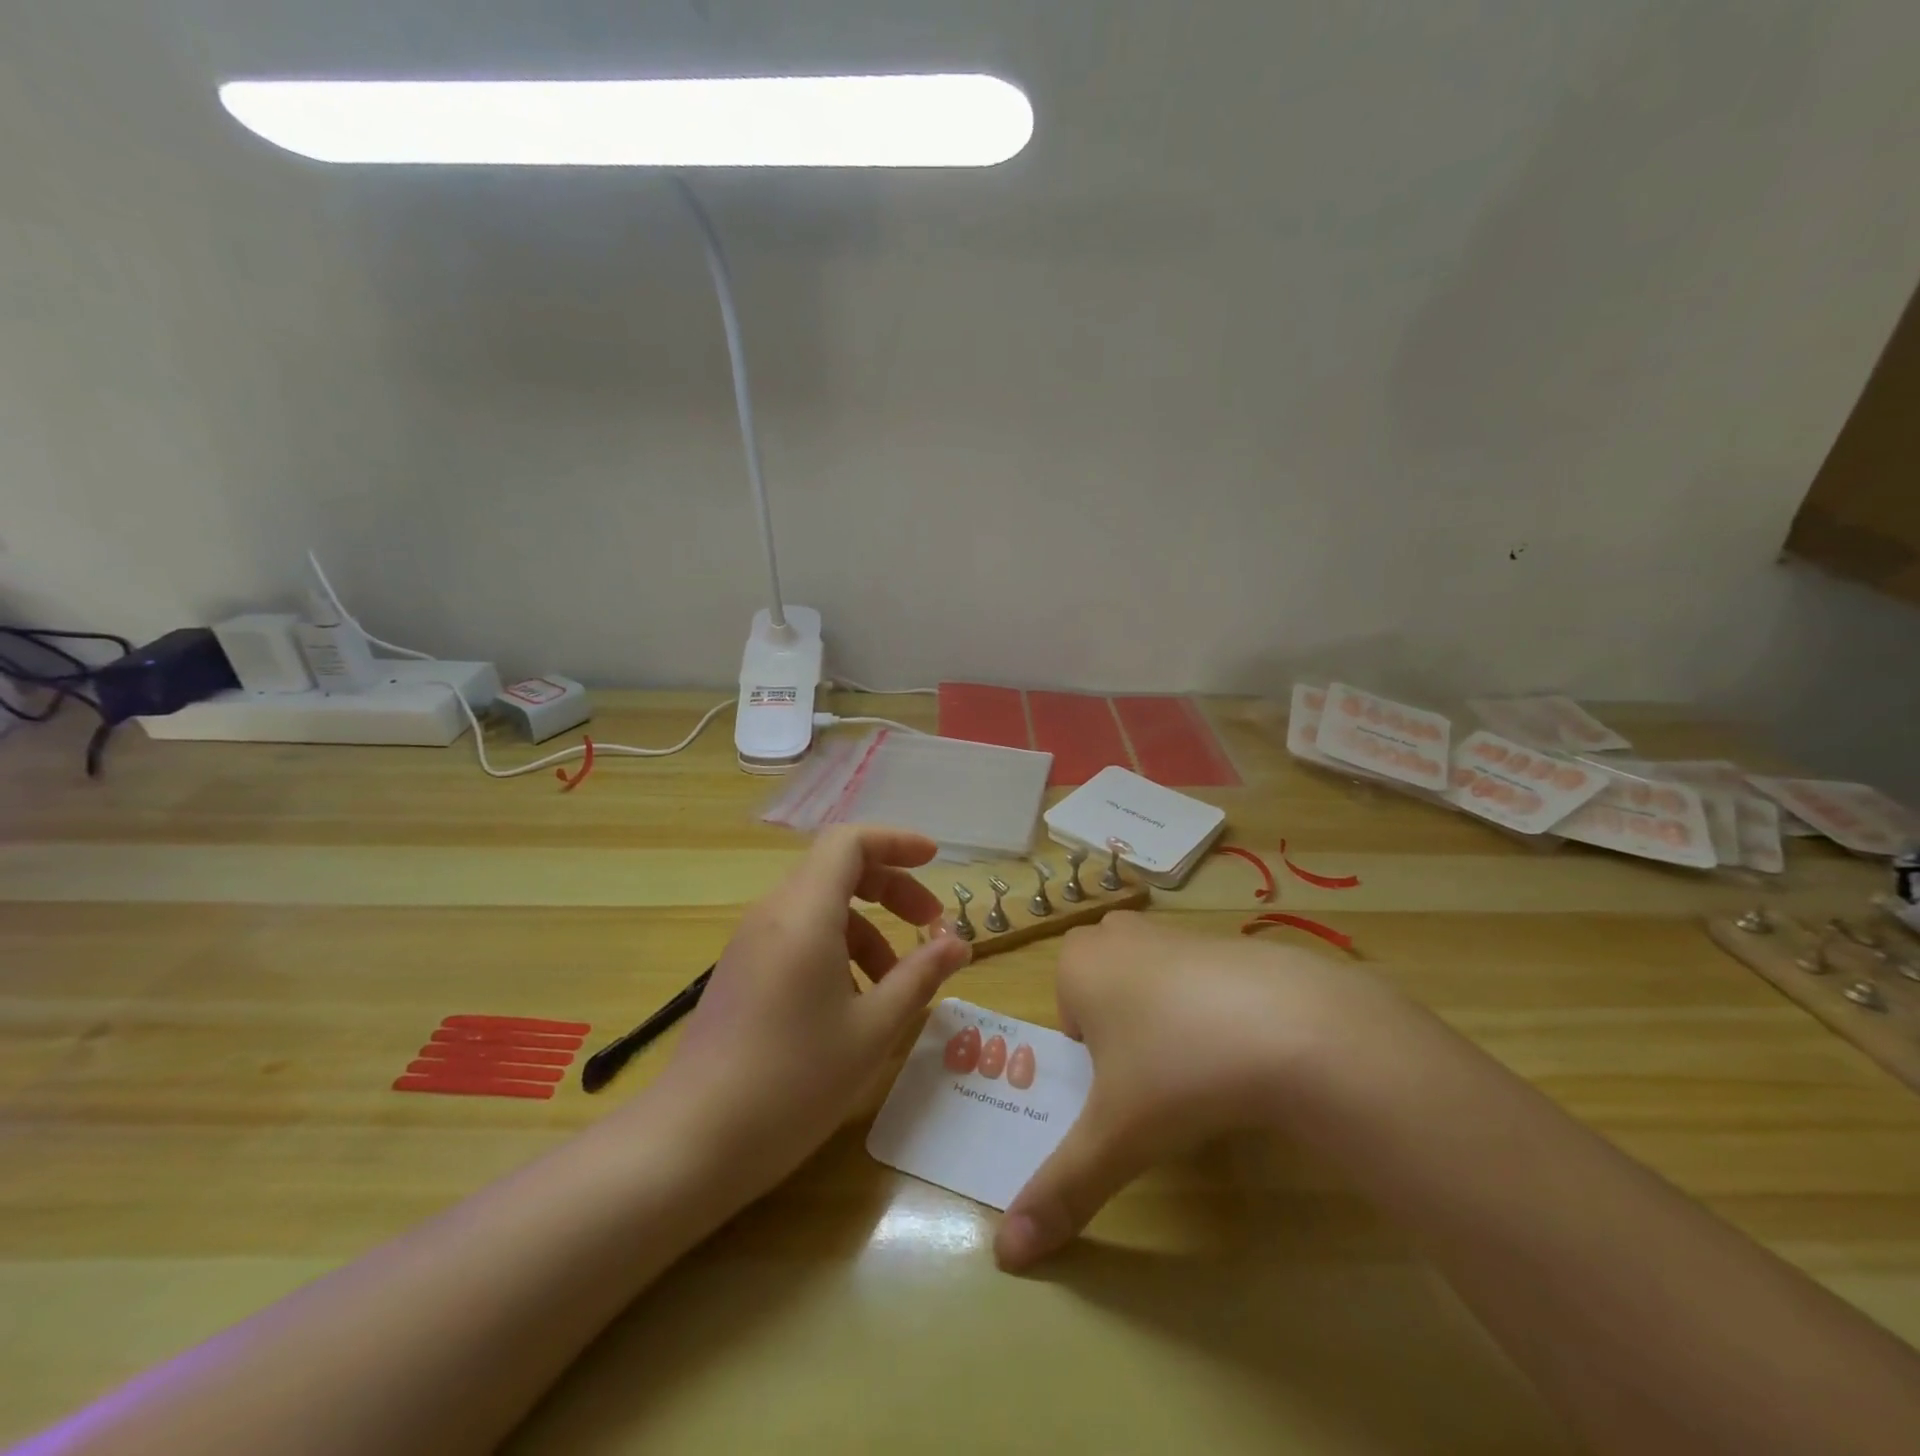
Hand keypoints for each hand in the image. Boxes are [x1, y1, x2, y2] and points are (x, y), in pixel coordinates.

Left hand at [656, 825, 970, 1191]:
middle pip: (838, 870)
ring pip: (819, 907)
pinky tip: (853, 1005)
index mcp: (804, 913)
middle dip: (891, 889)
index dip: (896, 841)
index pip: (850, 842)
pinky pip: (798, 936)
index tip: (934, 862)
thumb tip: (957, 944)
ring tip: (897, 983)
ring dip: (867, 928)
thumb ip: (919, 977)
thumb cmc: (793, 1081)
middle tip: (930, 926)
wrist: (692, 1143)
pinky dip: (837, 950)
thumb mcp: (872, 1030)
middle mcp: (773, 913)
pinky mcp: (741, 971)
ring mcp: (751, 942)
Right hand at [995, 912, 1381, 1269]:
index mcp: (1079, 964)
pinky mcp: (1229, 940)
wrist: (1293, 1026)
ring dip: (1165, 1017)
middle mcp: (1120, 935)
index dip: (1091, 1057)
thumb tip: (1007, 1254)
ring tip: (1201, 1066)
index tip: (1124, 1087)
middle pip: (1106, 988)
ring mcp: (1176, 931)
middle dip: (1121, 1029)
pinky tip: (1246, 1048)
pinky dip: (1213, 1007)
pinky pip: (1203, 976)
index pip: (1066, 1013)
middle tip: (1155, 1075)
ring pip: (1152, 978)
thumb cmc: (1178, 1070)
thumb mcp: (1116, 1138)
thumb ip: (1061, 1190)